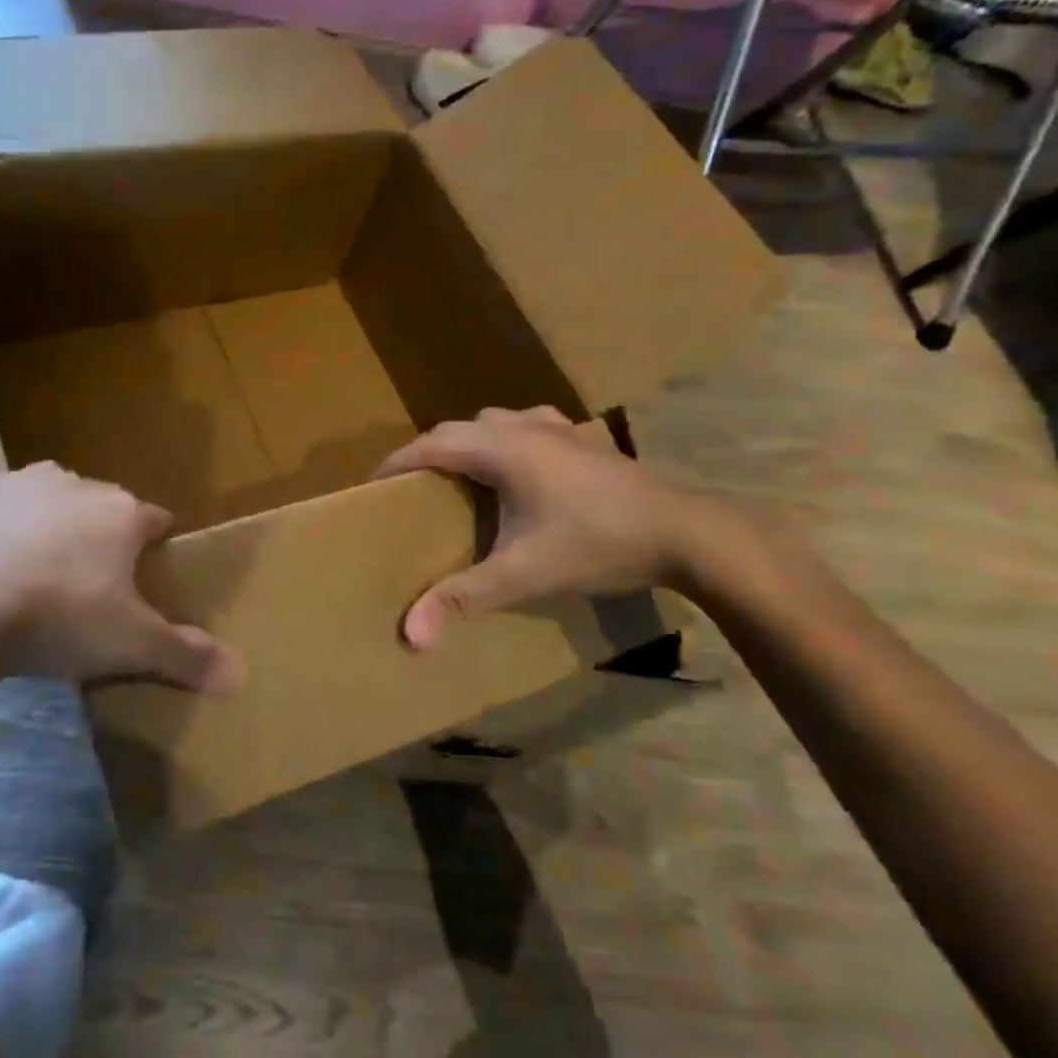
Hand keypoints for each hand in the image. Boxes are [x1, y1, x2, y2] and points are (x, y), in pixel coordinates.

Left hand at [0, 388, 244, 693]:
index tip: (152, 568)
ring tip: (43, 544)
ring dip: (51, 505)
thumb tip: (242, 676)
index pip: (154, 521)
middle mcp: (78, 485)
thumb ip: (188, 656)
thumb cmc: (60, 619)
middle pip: (102, 504)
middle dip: (102, 532)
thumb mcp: (133, 646)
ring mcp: (21, 481)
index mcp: (122, 515)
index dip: (156, 545)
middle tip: (91, 579)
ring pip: (48, 485)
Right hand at [372, 406, 711, 649]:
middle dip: (427, 453)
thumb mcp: (523, 574)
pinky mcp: (584, 438)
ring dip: (467, 442)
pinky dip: (506, 440)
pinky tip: (519, 465)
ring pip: (493, 422)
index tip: (371, 484)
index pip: (430, 444)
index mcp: (501, 449)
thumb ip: (463, 598)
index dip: (396, 462)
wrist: (686, 533)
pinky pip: (527, 426)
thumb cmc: (597, 544)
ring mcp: (558, 428)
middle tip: (411, 489)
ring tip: (459, 477)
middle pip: (457, 429)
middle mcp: (524, 426)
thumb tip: (411, 635)